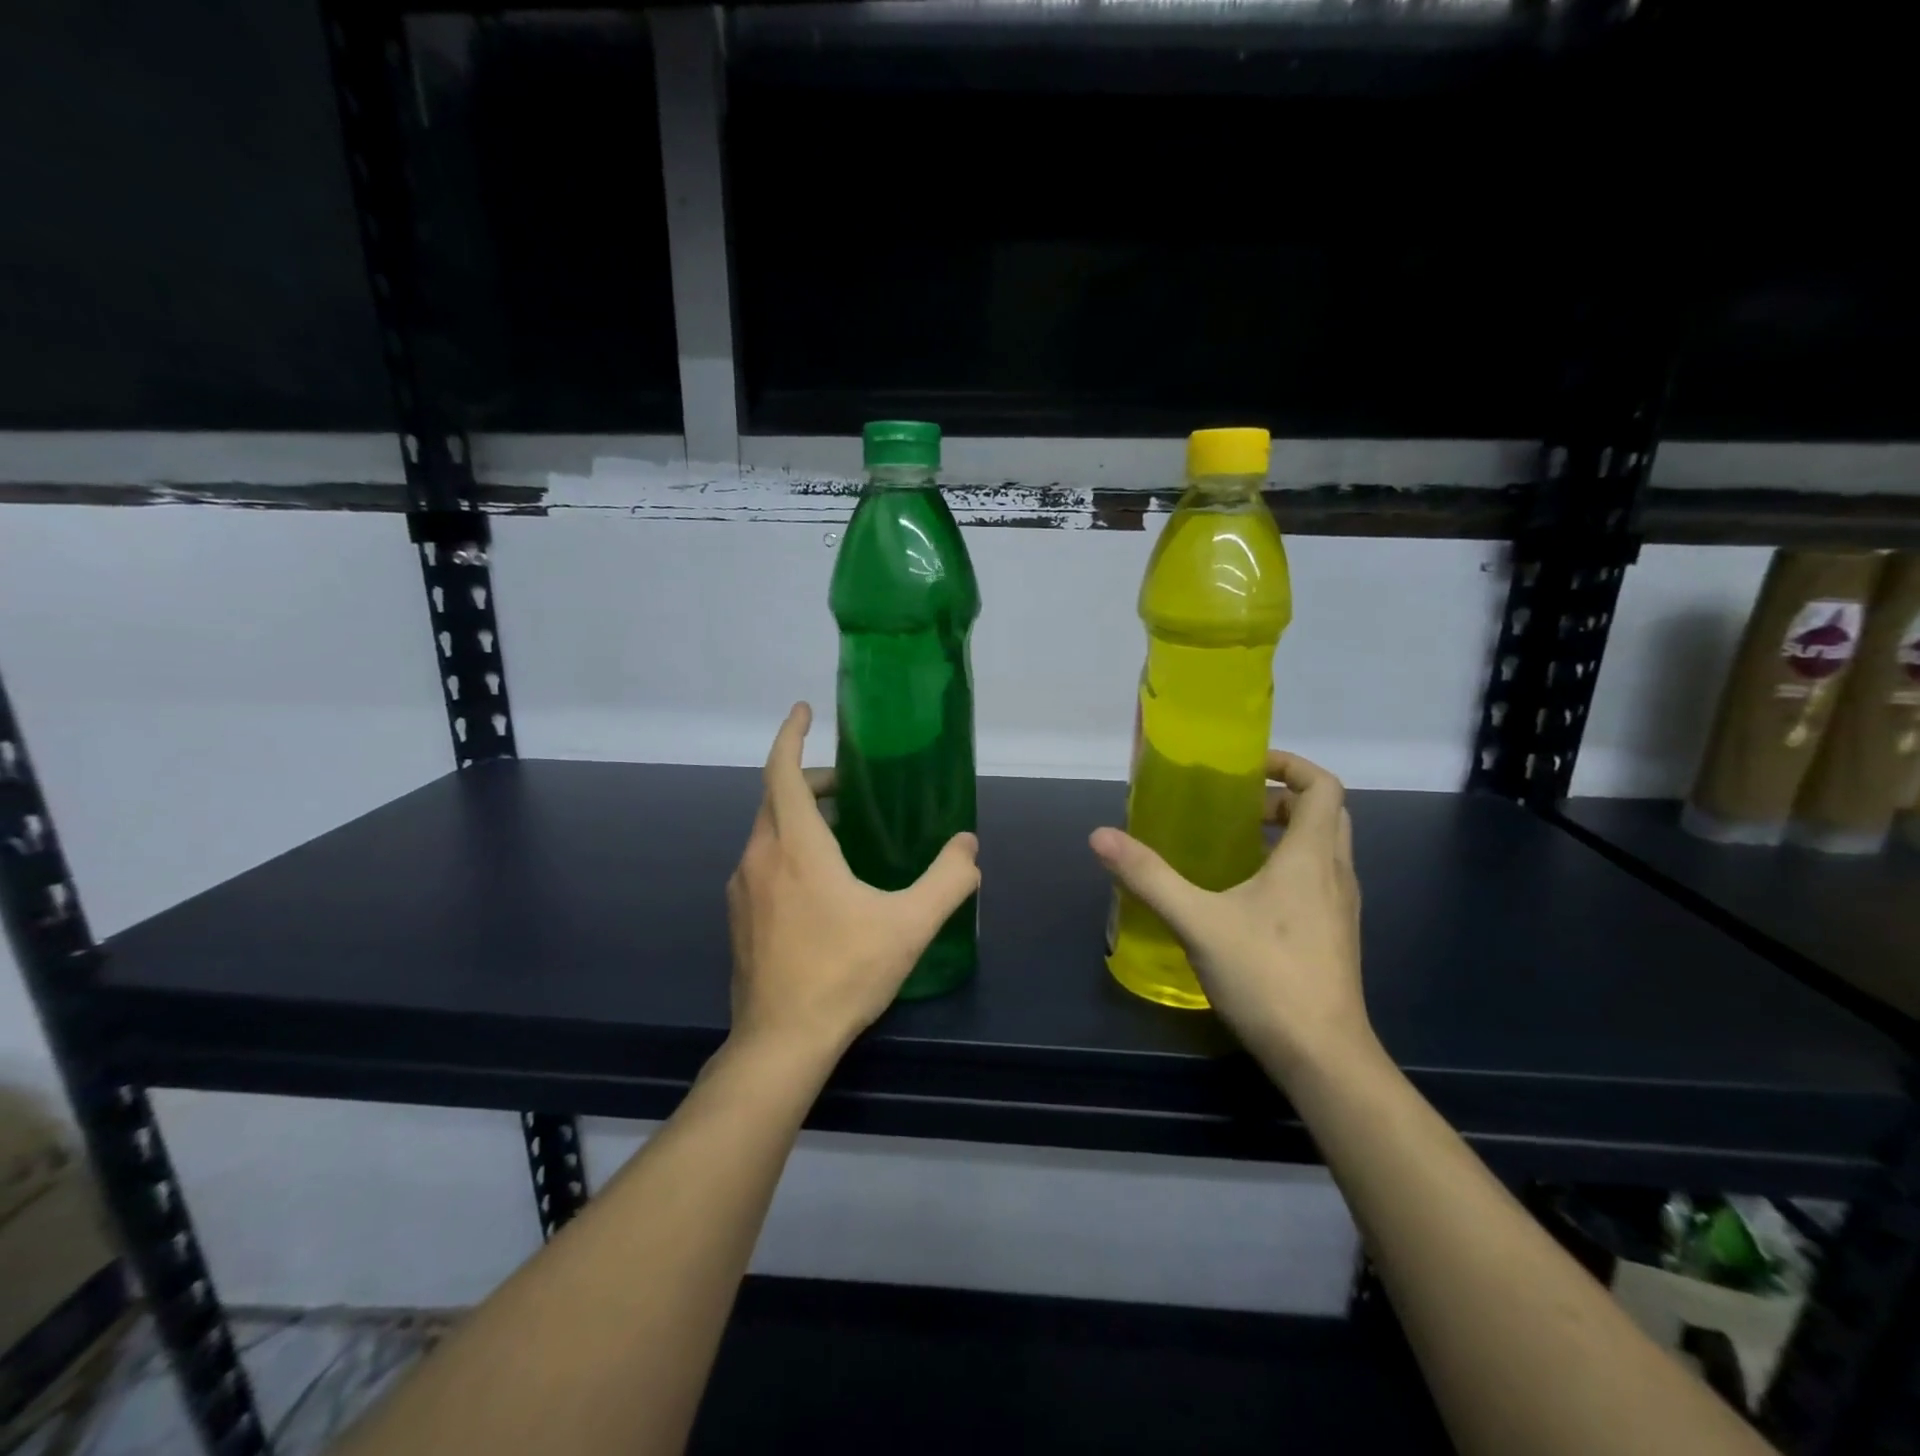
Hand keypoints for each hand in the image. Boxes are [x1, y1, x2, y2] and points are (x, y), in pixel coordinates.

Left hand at [726, 703, 980, 1056]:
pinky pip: (762, 863)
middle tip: (848, 787)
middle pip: (776, 798)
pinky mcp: (738, 917)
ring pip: (767, 832)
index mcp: (795, 846)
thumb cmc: (844, 972)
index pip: (782, 772)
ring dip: (799, 818)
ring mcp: (741, 888)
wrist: (781, 1041)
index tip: (803, 711)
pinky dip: (788, 850)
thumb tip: (969, 846)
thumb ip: (947, 880)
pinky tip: (819, 885)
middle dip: (809, 780)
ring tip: (842, 834)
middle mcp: (759, 857)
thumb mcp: (909, 924)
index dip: (791, 735)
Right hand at [1090, 751, 1367, 1084]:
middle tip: (1238, 805)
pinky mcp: (1335, 936)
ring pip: (1325, 848)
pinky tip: (1246, 896)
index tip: (1249, 769)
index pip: (1324, 787)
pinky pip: (1319, 880)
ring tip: (1236, 844)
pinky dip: (1290, 867)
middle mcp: (1335, 873)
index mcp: (1311, 857)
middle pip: (1326, 813)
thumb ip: (1149, 876)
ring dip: (1288, 833)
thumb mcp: (1197, 921)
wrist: (1323, 1056)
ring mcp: (1341, 908)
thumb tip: (1100, 836)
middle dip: (1285, 798)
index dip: (1291, 766)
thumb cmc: (1266, 976)